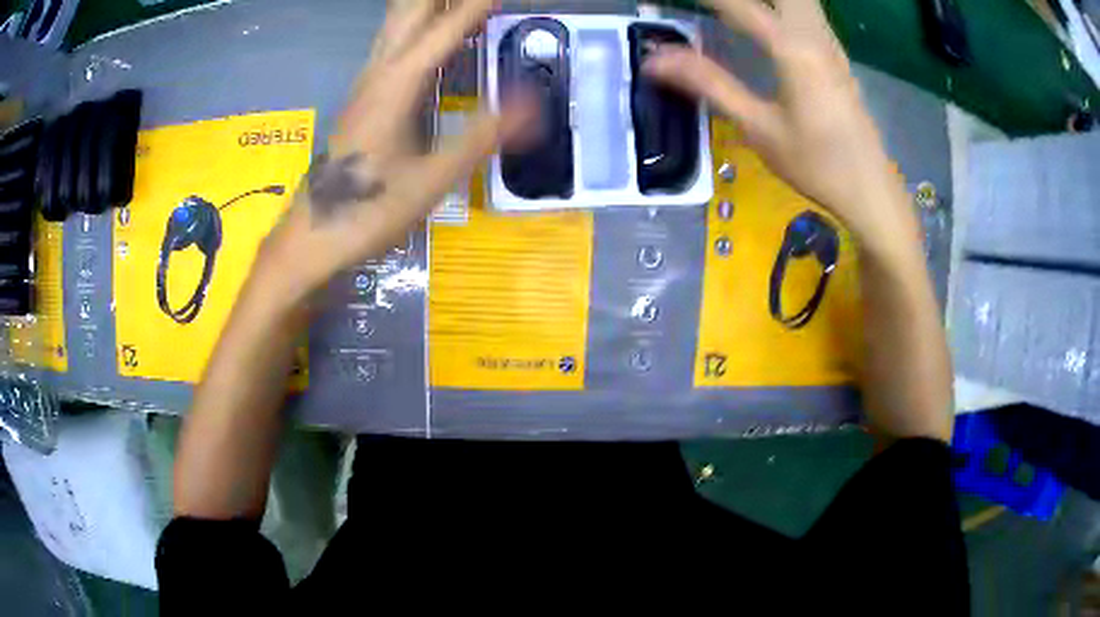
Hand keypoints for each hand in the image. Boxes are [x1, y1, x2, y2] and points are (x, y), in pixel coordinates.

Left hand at [258, 0, 529, 299]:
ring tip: (454, 3)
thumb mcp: (431, 181)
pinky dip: (416, 24)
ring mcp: (366, 83)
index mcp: (396, 86)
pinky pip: (392, 43)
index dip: (474, 5)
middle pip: (408, 12)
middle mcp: (378, 73)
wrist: (310, 237)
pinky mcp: (363, 97)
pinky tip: (428, 30)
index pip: (443, 30)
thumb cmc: (368, 212)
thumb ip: (481, 137)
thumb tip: (532, 102)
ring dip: (425, 5)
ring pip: (395, 24)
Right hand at [643, 0, 911, 244]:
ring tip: (736, 9)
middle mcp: (814, 35)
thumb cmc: (816, 164)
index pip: (738, 4)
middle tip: (715, 5)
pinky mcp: (838, 57)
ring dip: (770, 0)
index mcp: (792, 49)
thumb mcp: (759, 128)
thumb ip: (710, 84)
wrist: (871, 190)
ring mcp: (831, 44)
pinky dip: (787, 6)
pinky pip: (810, 12)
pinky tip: (773, 17)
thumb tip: (656, 60)